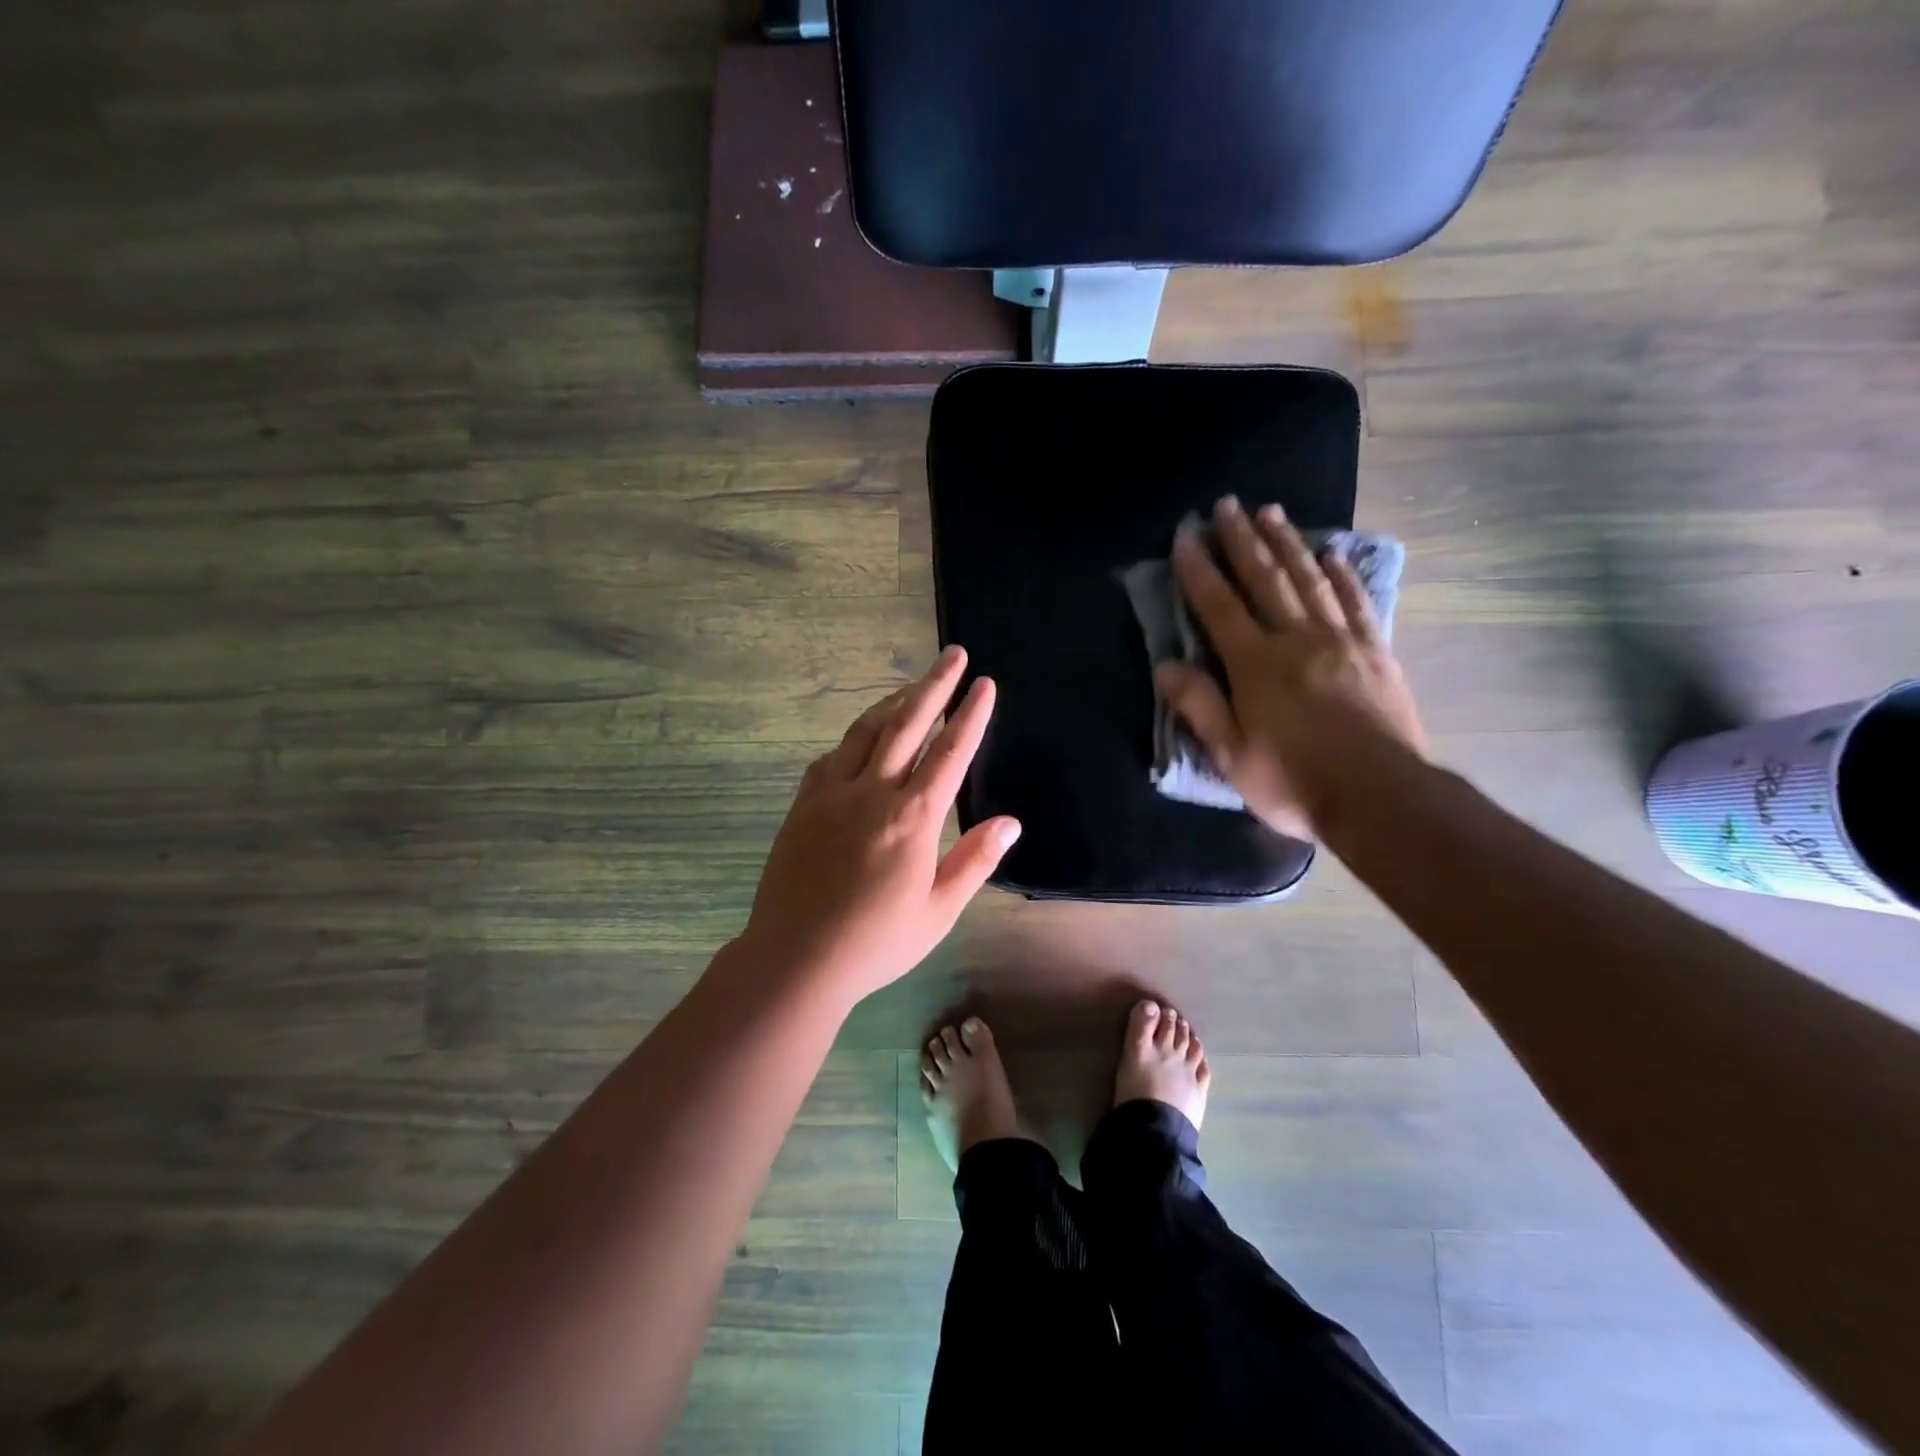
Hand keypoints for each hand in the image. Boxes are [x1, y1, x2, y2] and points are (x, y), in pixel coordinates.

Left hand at [736, 646, 1020, 1001]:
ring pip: (866, 731)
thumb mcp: (938, 911)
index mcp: (912, 818)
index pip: (950, 752)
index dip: (970, 715)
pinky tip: (863, 738)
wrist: (795, 958)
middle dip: (935, 684)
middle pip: (907, 723)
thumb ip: (975, 860)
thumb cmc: (876, 942)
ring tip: (914, 685)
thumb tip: (1010, 821)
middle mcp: (872, 792)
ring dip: (893, 702)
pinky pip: (832, 757)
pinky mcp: (803, 805)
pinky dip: (854, 738)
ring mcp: (831, 794)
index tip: (984, 684)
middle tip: (954, 654)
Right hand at [1156, 497, 1426, 840]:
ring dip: (1287, 543)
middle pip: (1265, 579)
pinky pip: (1355, 602)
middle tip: (1228, 504)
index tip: (1185, 535)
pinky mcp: (1374, 652)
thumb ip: (1200, 706)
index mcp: (1255, 664)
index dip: (1199, 570)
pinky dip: (1342, 574)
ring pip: (1309, 579)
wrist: (1381, 797)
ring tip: (1272, 512)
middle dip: (1242, 540)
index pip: (1219, 607)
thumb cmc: (1294, 781)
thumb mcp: (1232, 755)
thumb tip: (1167, 666)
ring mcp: (1340, 641)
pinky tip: (1332, 553)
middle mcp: (1296, 639)